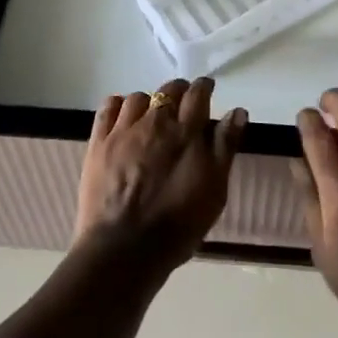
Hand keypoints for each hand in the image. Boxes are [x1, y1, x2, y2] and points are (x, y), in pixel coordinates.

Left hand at [75, 78, 247, 271]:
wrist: (123, 250)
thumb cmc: (177, 226)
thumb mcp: (214, 191)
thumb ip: (225, 147)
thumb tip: (237, 112)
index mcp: (186, 133)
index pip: (198, 94)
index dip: (204, 88)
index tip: (207, 90)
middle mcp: (156, 122)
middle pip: (169, 90)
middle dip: (179, 91)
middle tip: (183, 104)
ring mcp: (124, 131)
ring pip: (138, 97)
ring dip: (149, 101)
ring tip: (152, 115)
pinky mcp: (99, 143)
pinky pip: (108, 108)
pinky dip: (118, 105)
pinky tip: (123, 116)